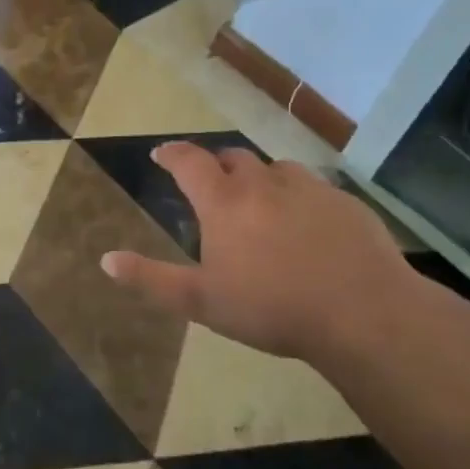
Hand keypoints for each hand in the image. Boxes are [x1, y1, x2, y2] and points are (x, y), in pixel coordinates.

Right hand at [101, 142, 413, 362]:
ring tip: (260, 203)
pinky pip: (313, 187)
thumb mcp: (201, 302)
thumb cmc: (272, 308)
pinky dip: (298, 196)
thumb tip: (106, 260)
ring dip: (259, 178)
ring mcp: (308, 189)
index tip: (161, 154)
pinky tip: (306, 225)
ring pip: (275, 169)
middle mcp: (263, 184)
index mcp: (224, 203)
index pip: (189, 162)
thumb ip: (151, 278)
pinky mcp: (345, 202)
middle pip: (232, 157)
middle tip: (211, 185)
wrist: (363, 313)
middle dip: (216, 165)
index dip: (172, 154)